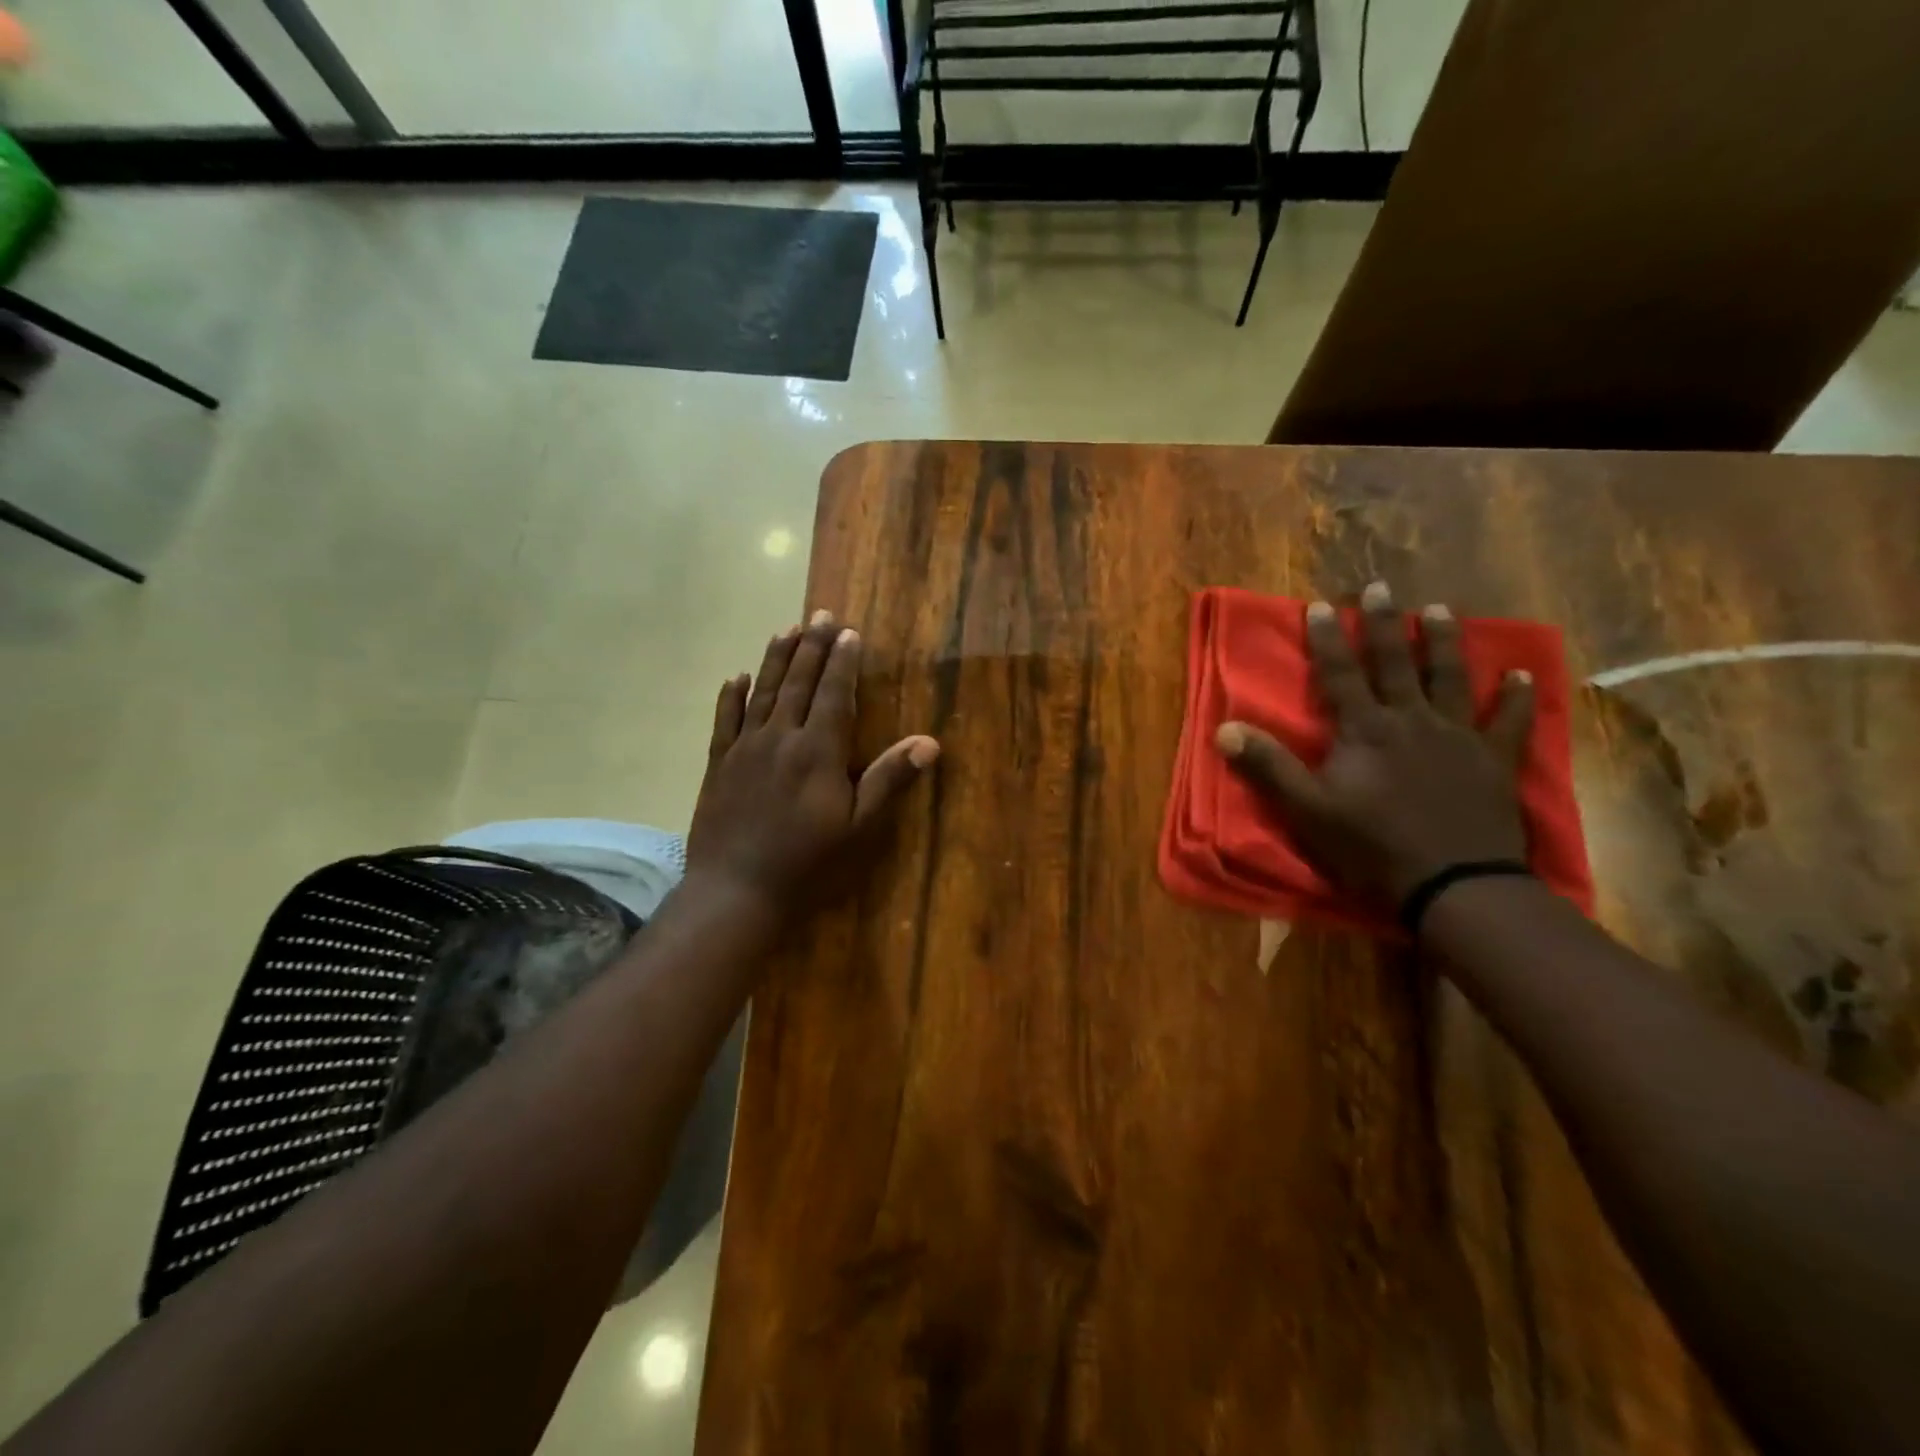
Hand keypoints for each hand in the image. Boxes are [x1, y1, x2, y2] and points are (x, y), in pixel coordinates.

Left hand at [687, 611, 939, 916]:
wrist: (735, 891)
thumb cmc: (807, 863)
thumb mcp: (858, 827)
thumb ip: (890, 780)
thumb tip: (930, 742)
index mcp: (818, 750)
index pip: (835, 694)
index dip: (843, 661)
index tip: (849, 632)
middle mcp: (781, 737)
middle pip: (798, 682)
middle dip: (812, 646)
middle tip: (821, 614)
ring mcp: (745, 748)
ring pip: (762, 692)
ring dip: (776, 658)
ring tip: (786, 629)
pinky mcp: (718, 764)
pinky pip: (724, 720)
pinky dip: (731, 695)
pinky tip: (736, 677)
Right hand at [1215, 581, 1533, 907]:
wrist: (1453, 884)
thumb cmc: (1371, 846)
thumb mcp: (1307, 809)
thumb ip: (1268, 766)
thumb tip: (1224, 728)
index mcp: (1365, 730)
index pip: (1340, 674)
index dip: (1327, 639)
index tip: (1320, 605)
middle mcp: (1412, 720)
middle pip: (1395, 663)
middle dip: (1383, 624)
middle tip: (1381, 587)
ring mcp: (1458, 736)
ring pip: (1450, 678)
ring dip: (1443, 642)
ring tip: (1438, 610)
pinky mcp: (1495, 760)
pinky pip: (1510, 722)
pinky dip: (1518, 698)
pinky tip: (1524, 676)